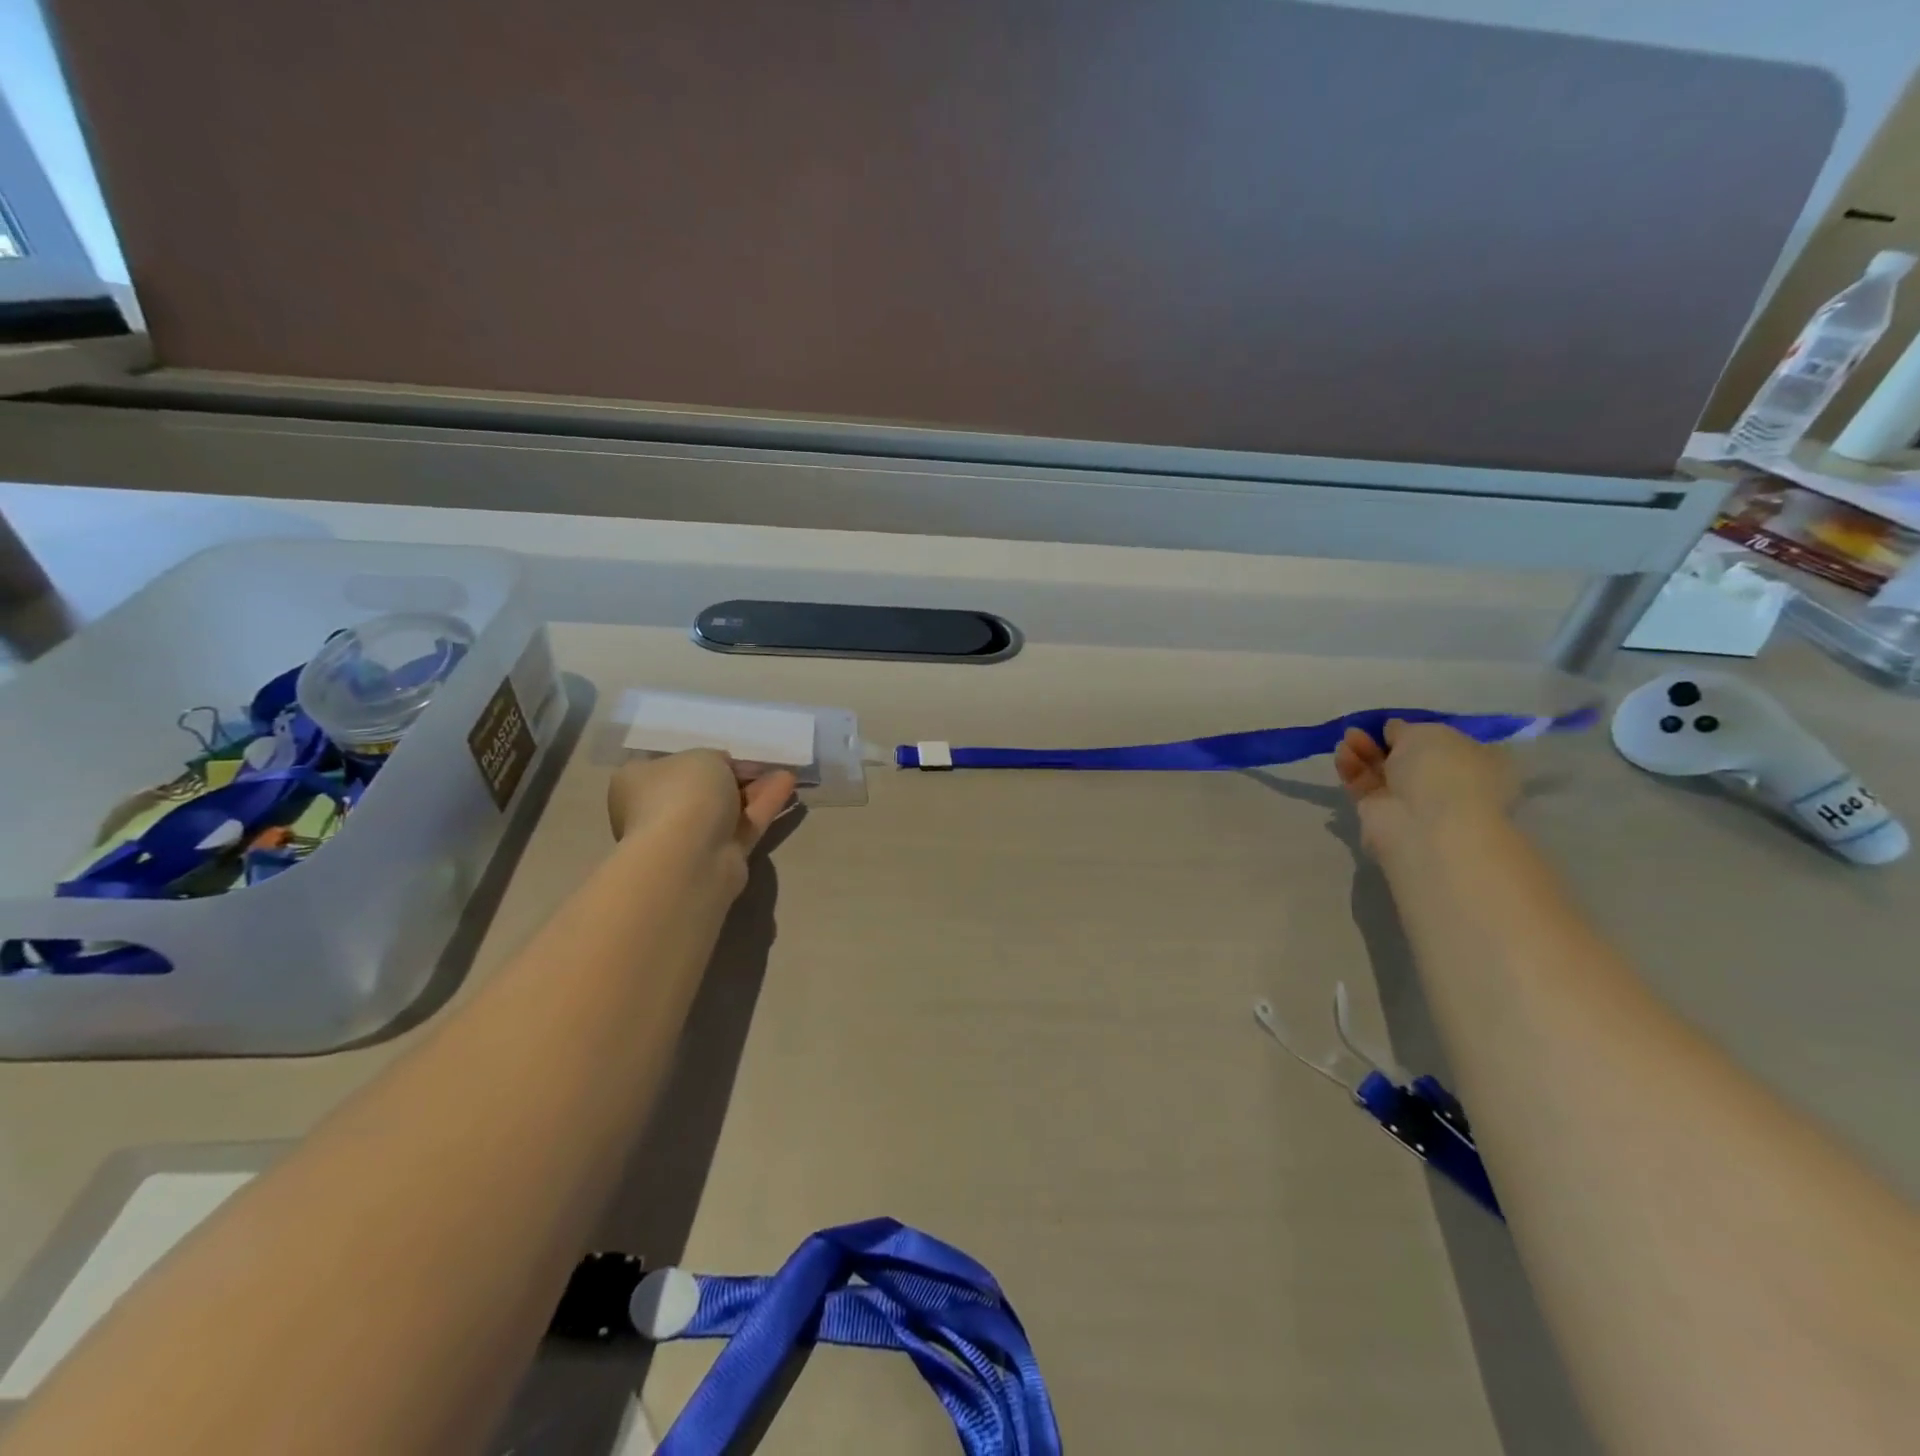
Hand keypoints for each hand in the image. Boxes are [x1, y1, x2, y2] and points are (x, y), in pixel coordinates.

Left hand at [607, 750, 795, 872]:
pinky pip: (744, 824)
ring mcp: (688, 838)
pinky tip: (787, 784)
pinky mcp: (719, 857)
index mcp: (637, 783)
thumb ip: (714, 759)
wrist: (689, 856)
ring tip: (783, 772)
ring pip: (727, 808)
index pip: (669, 766)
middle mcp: (658, 811)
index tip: (728, 753)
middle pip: (702, 789)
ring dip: (754, 790)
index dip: (700, 758)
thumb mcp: (702, 757)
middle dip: (733, 776)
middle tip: (761, 764)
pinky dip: (765, 805)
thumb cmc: (682, 794)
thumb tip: (722, 769)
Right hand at [1334, 721, 1517, 855]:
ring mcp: (1415, 802)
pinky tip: (1342, 753)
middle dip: (1384, 740)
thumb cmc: (1444, 770)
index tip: (1397, 723)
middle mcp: (1449, 784)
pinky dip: (1353, 768)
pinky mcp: (1383, 815)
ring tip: (1348, 737)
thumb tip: (1394, 730)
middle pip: (1409, 757)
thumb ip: (1406, 728)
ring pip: (1384, 771)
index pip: (1449, 744)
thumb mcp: (1427, 732)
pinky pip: (1365, 786)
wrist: (1426, 825)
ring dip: (1364, 751)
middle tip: (1363, 728)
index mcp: (1480, 763)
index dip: (1421, 731)